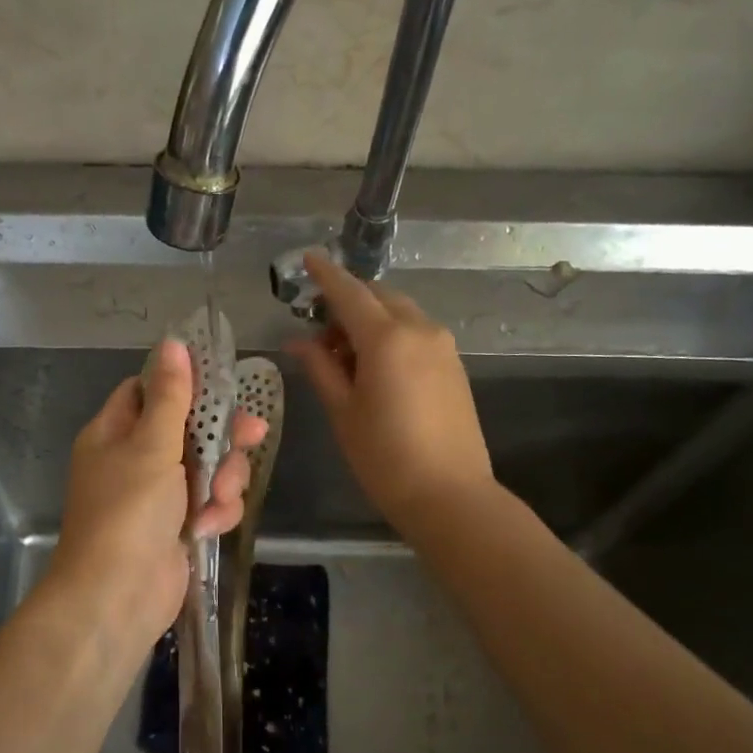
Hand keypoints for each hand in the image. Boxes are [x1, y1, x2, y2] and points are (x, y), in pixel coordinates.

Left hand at [48, 339, 267, 653]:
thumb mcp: (151, 446)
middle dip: (221, 436)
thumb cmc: (128, 511)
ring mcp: (158, 496)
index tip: (222, 381)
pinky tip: (211, 526)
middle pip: (189, 429)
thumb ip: (169, 397)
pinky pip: (210, 504)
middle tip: (252, 434)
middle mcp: (134, 460)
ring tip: (219, 500)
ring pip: (208, 468)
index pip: (147, 391)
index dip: (184, 384)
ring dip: (223, 480)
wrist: (117, 596)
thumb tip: (173, 343)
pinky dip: (216, 513)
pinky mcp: (179, 527)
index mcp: (114, 433)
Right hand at [287, 249, 492, 533]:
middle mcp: (419, 330)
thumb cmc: (384, 457)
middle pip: (378, 297)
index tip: (308, 258)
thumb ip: (320, 368)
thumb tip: (298, 341)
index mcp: (386, 338)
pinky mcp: (454, 365)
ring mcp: (442, 346)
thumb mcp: (343, 412)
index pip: (350, 292)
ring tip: (344, 355)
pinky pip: (417, 333)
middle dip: (348, 301)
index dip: (326, 275)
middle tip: (319, 329)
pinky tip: (375, 366)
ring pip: (400, 314)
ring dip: (371, 320)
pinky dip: (392, 335)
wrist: (450, 494)